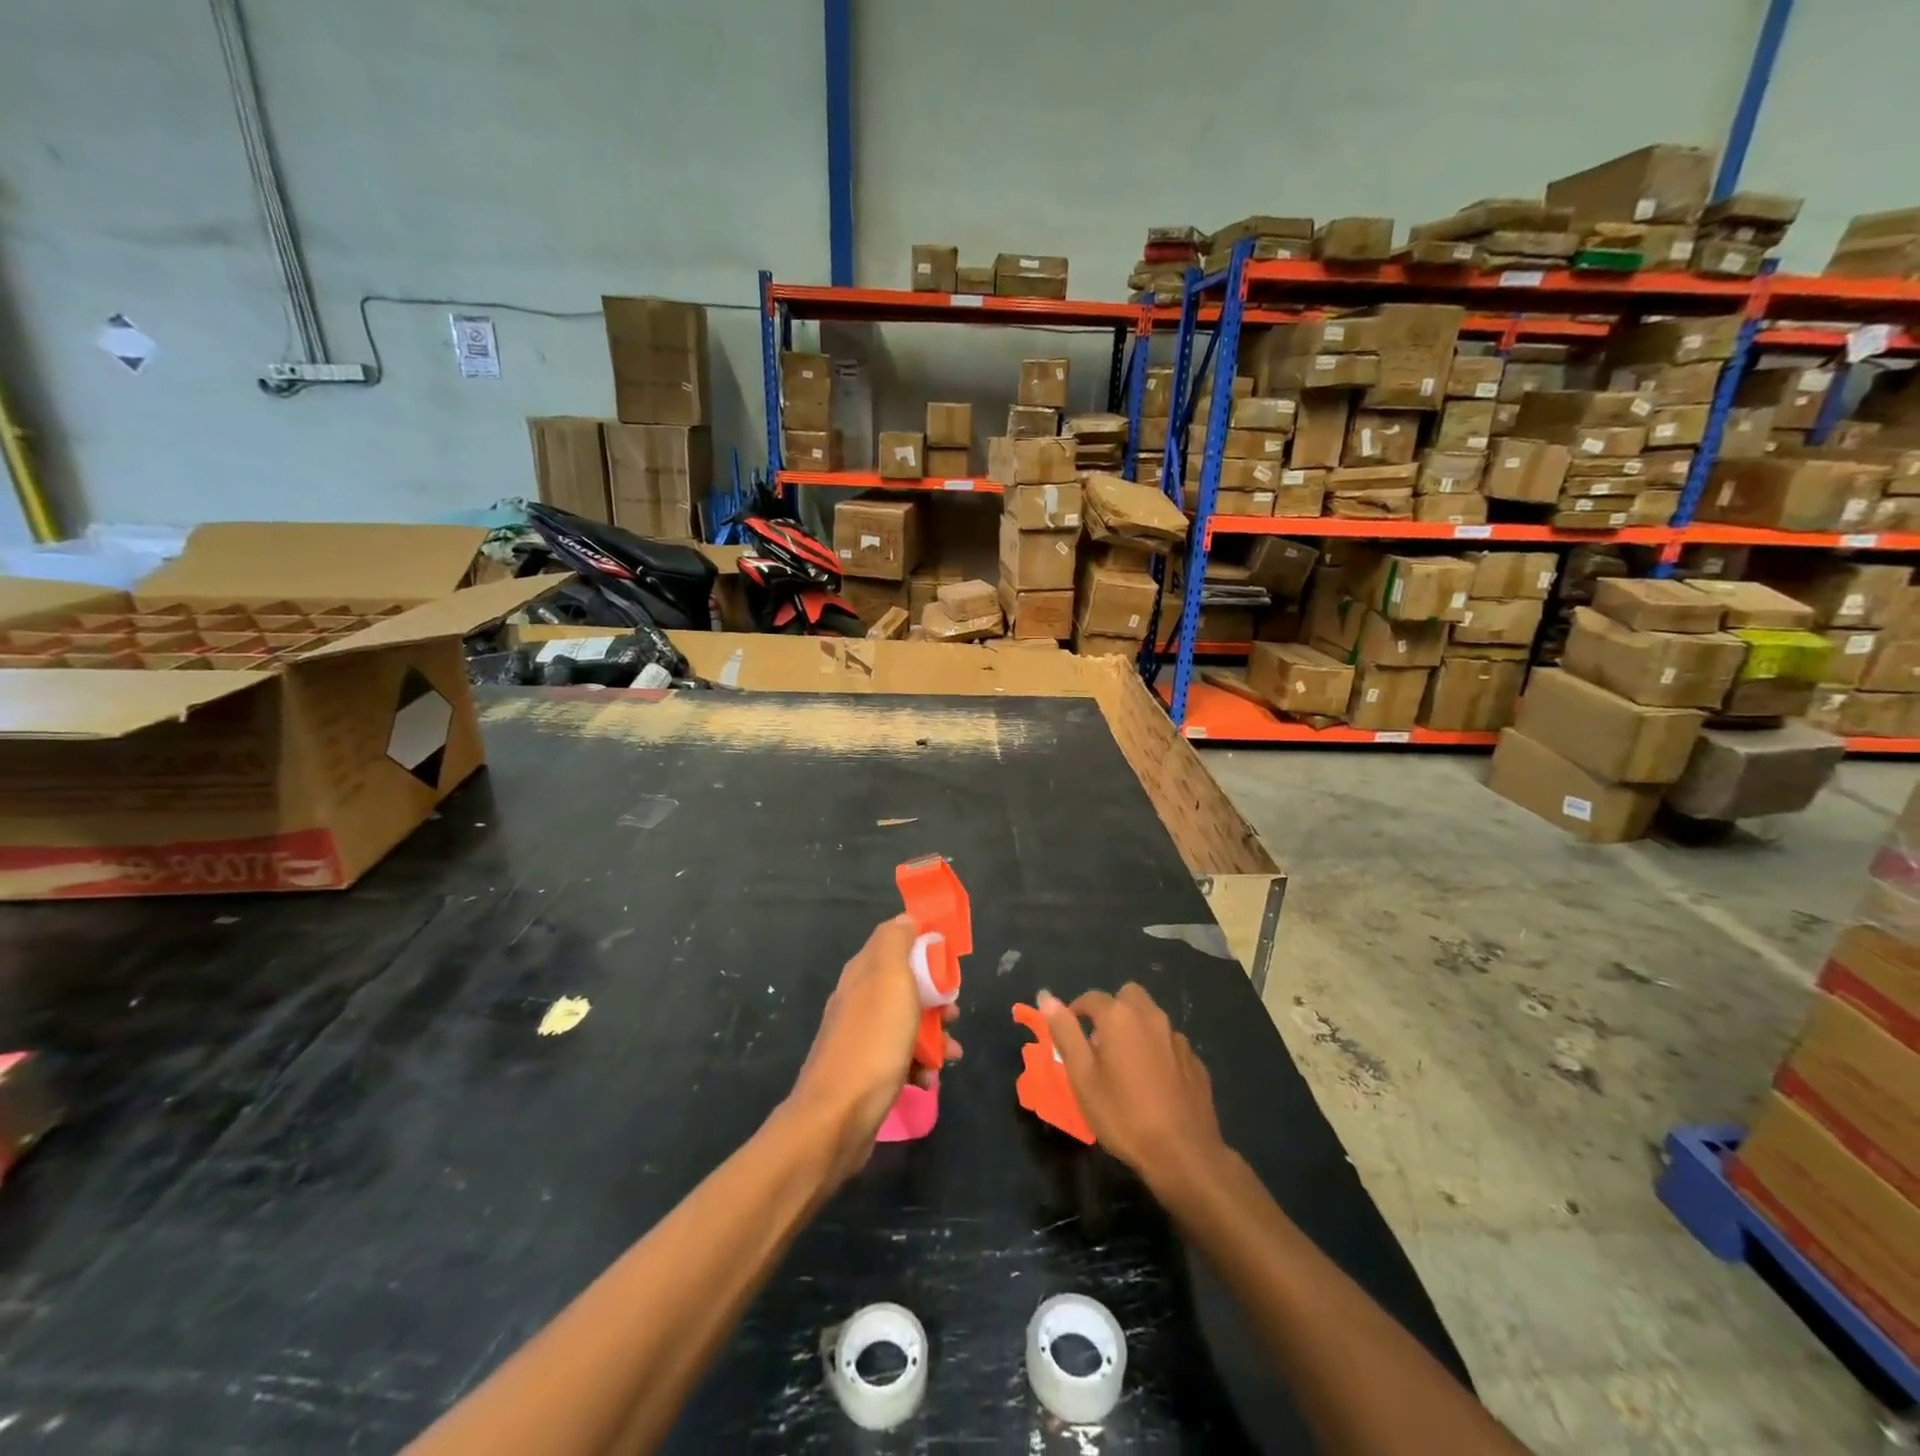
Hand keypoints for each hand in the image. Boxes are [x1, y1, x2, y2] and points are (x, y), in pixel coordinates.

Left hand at [786, 915, 961, 1182]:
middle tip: (953, 1012)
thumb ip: (896, 943)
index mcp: (862, 972)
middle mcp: (858, 998)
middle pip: (906, 984)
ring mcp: (860, 1036)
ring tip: (950, 1054)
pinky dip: (918, 1064)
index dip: (925, 947)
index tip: (949, 962)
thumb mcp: (889, 979)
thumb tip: (905, 918)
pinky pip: (900, 1056)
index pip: (896, 942)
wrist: (837, 1118)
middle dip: (936, 997)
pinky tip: (928, 1079)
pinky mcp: (865, 1070)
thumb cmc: (873, 1042)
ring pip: (907, 1022)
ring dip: (934, 1035)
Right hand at [1038, 984, 1225, 1193]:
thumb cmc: (1123, 1115)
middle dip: (1112, 1010)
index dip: (1076, 1011)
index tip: (1069, 1034)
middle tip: (1100, 1044)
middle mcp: (1151, 1017)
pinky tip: (1154, 1083)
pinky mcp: (1195, 1061)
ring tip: (1126, 1066)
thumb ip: (1065, 1032)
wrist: (1183, 1154)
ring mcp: (1177, 1038)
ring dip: (1136, 1029)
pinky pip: (1169, 1043)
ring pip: (1151, 1018)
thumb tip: (1046, 996)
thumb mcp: (1082, 1077)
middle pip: (1128, 996)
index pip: (1091, 998)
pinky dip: (1157, 1051)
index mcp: (1119, 1017)